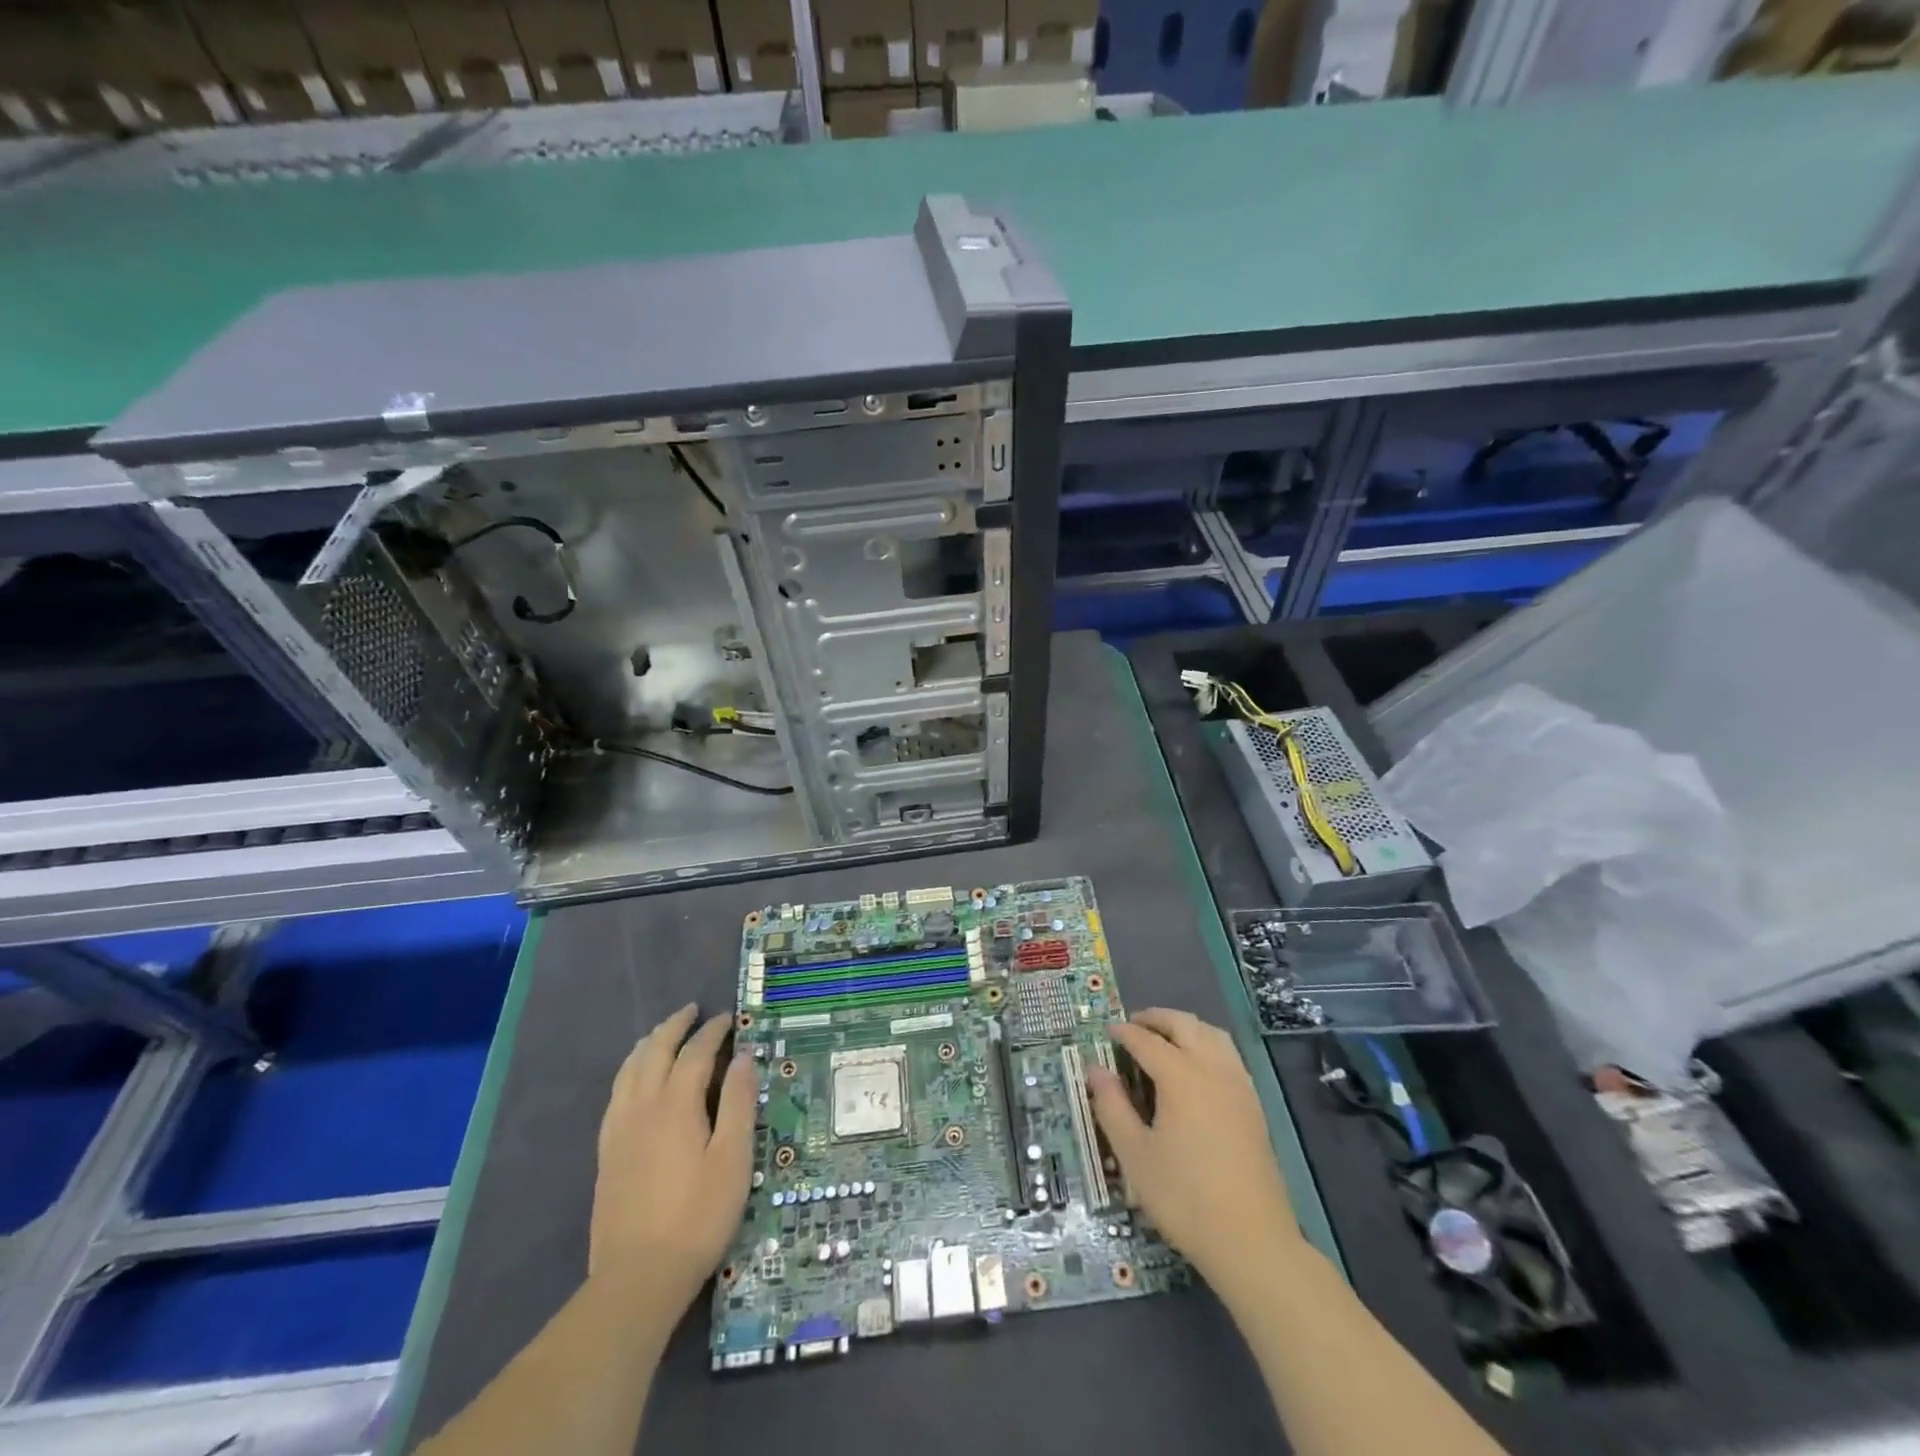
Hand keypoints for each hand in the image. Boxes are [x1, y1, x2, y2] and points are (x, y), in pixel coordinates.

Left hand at [590, 1005, 755, 1313]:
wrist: (638, 1278)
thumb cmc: (698, 1216)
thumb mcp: (733, 1159)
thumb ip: (739, 1103)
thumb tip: (743, 1058)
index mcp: (676, 1105)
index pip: (695, 1053)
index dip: (713, 1032)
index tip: (728, 1019)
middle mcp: (643, 1107)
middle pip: (655, 1052)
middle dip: (675, 1027)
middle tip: (692, 1011)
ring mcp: (619, 1130)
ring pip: (630, 1070)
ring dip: (648, 1044)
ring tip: (663, 1033)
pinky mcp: (607, 1153)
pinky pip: (616, 1094)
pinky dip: (630, 1071)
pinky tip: (635, 1079)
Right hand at [1087, 1008, 1300, 1284]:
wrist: (1252, 1240)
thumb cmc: (1184, 1197)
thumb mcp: (1135, 1155)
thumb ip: (1112, 1106)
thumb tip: (1096, 1070)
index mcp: (1180, 1076)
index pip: (1146, 1040)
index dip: (1124, 1033)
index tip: (1107, 1032)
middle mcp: (1212, 1069)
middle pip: (1184, 1025)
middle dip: (1156, 1018)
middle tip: (1133, 1025)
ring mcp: (1238, 1085)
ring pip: (1212, 1034)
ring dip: (1185, 1027)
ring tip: (1164, 1038)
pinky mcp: (1253, 1105)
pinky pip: (1228, 1055)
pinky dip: (1207, 1044)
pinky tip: (1196, 1067)